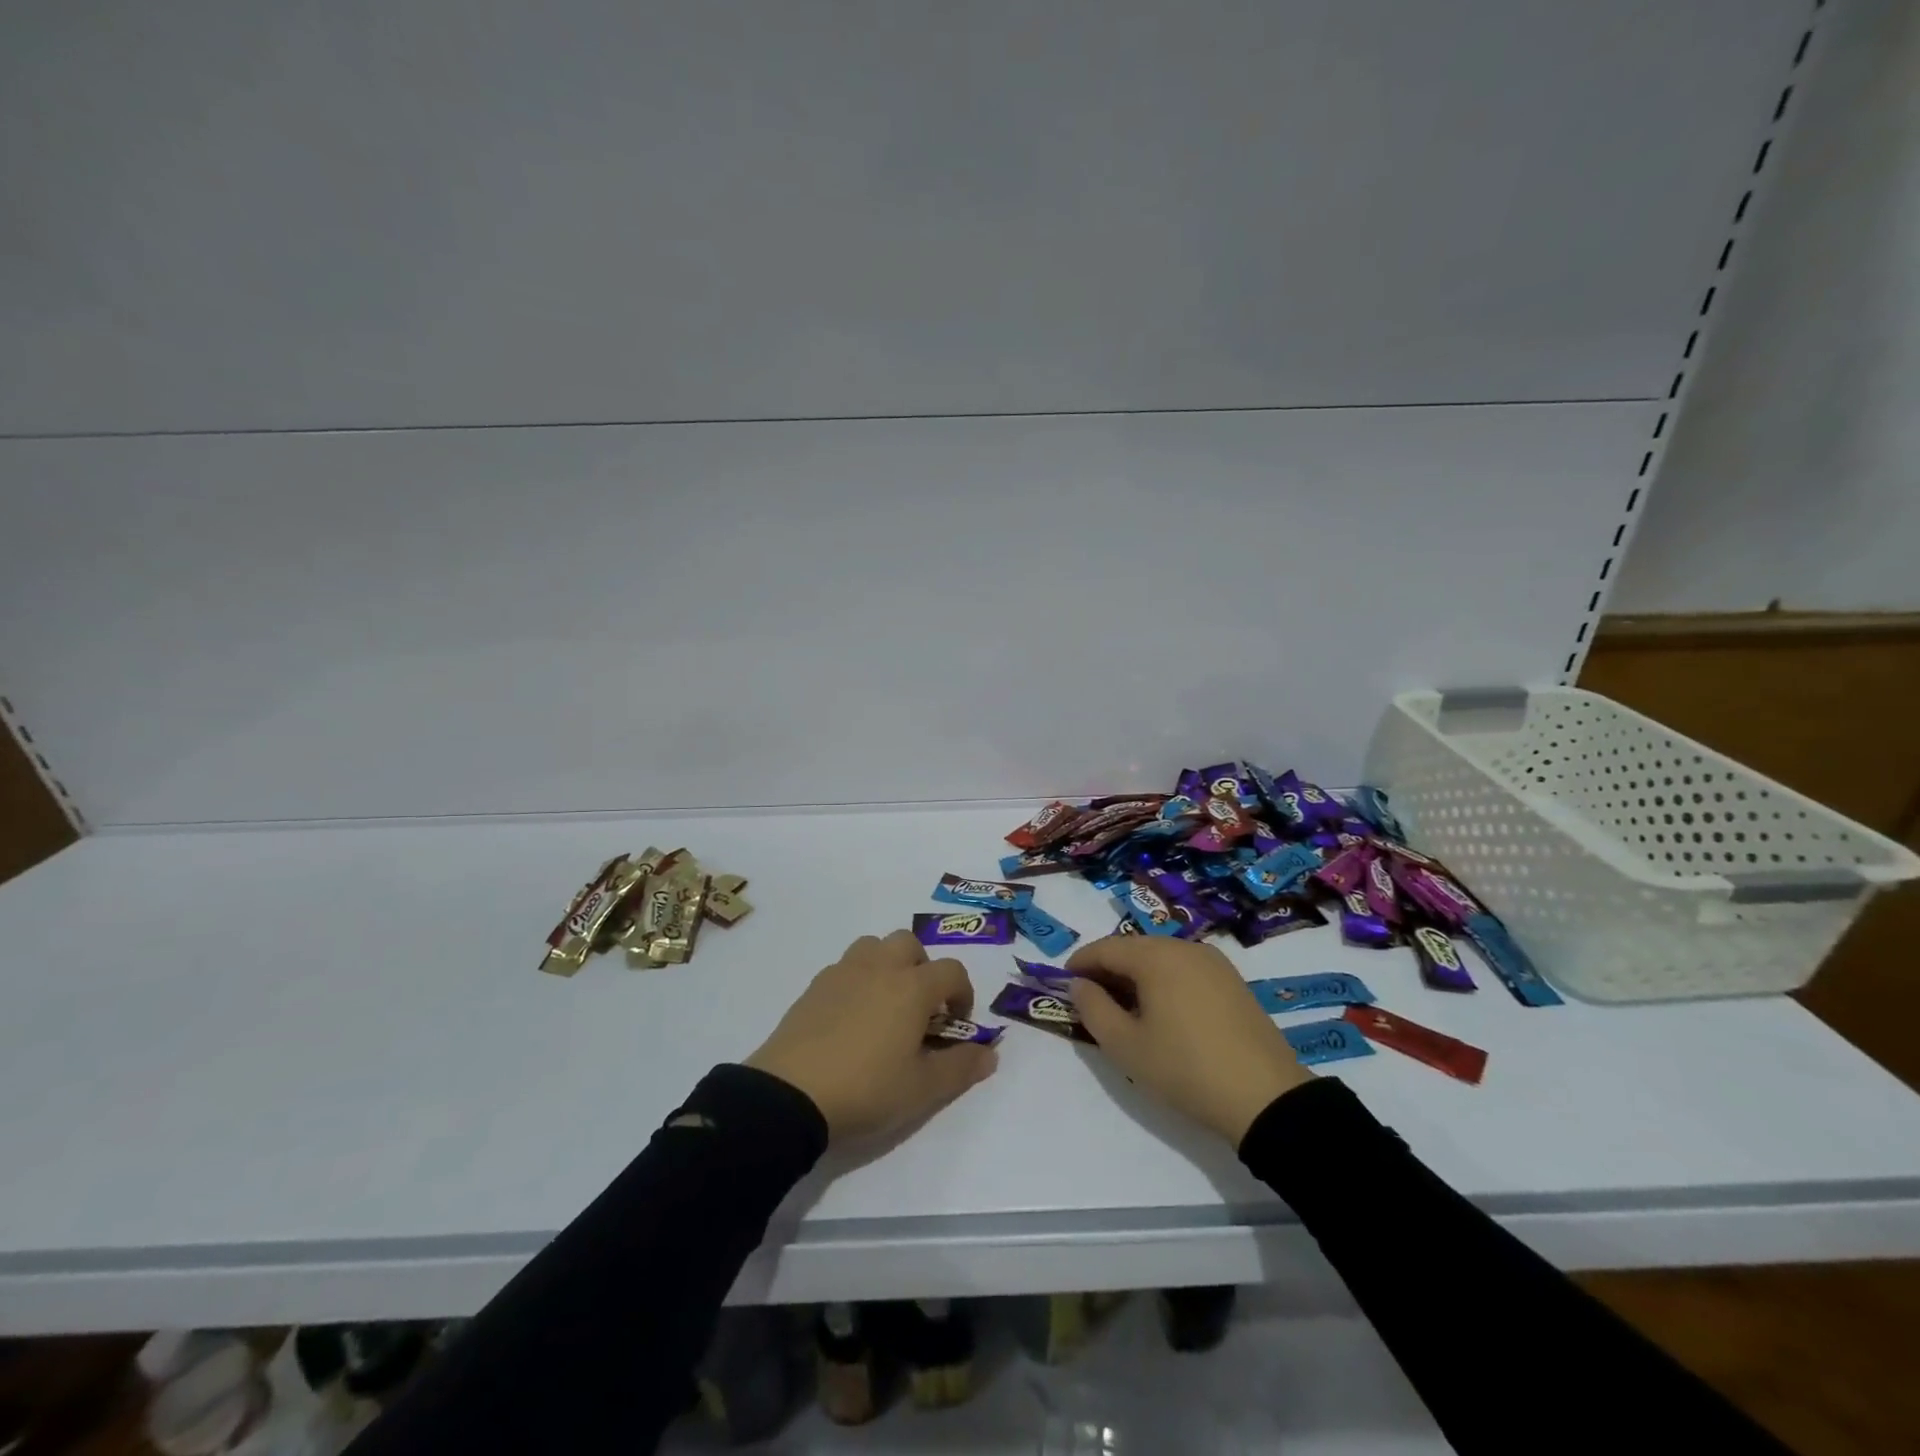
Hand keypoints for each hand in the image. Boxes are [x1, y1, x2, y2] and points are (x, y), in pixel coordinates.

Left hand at [745, 930, 997, 1141]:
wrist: (791, 1094)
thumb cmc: (867, 1089)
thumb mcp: (923, 1089)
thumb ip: (961, 1067)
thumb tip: (990, 1053)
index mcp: (912, 986)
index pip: (952, 971)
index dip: (962, 993)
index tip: (956, 1024)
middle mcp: (880, 967)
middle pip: (909, 943)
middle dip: (922, 968)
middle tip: (919, 1008)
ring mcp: (843, 972)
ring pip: (873, 946)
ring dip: (887, 965)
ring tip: (885, 1005)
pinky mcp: (814, 986)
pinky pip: (845, 967)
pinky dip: (858, 980)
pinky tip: (851, 1018)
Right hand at [1067, 936, 1311, 1145]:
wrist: (1266, 1098)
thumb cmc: (1185, 1069)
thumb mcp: (1125, 1046)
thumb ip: (1093, 1009)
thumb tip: (1079, 984)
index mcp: (1156, 956)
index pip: (1105, 948)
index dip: (1080, 963)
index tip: (1064, 984)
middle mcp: (1184, 947)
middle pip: (1134, 948)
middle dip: (1108, 968)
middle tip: (1091, 999)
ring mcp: (1213, 962)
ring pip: (1161, 957)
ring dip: (1136, 974)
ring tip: (1125, 1008)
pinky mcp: (1233, 981)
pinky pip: (1185, 969)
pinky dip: (1164, 981)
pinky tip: (1162, 1011)